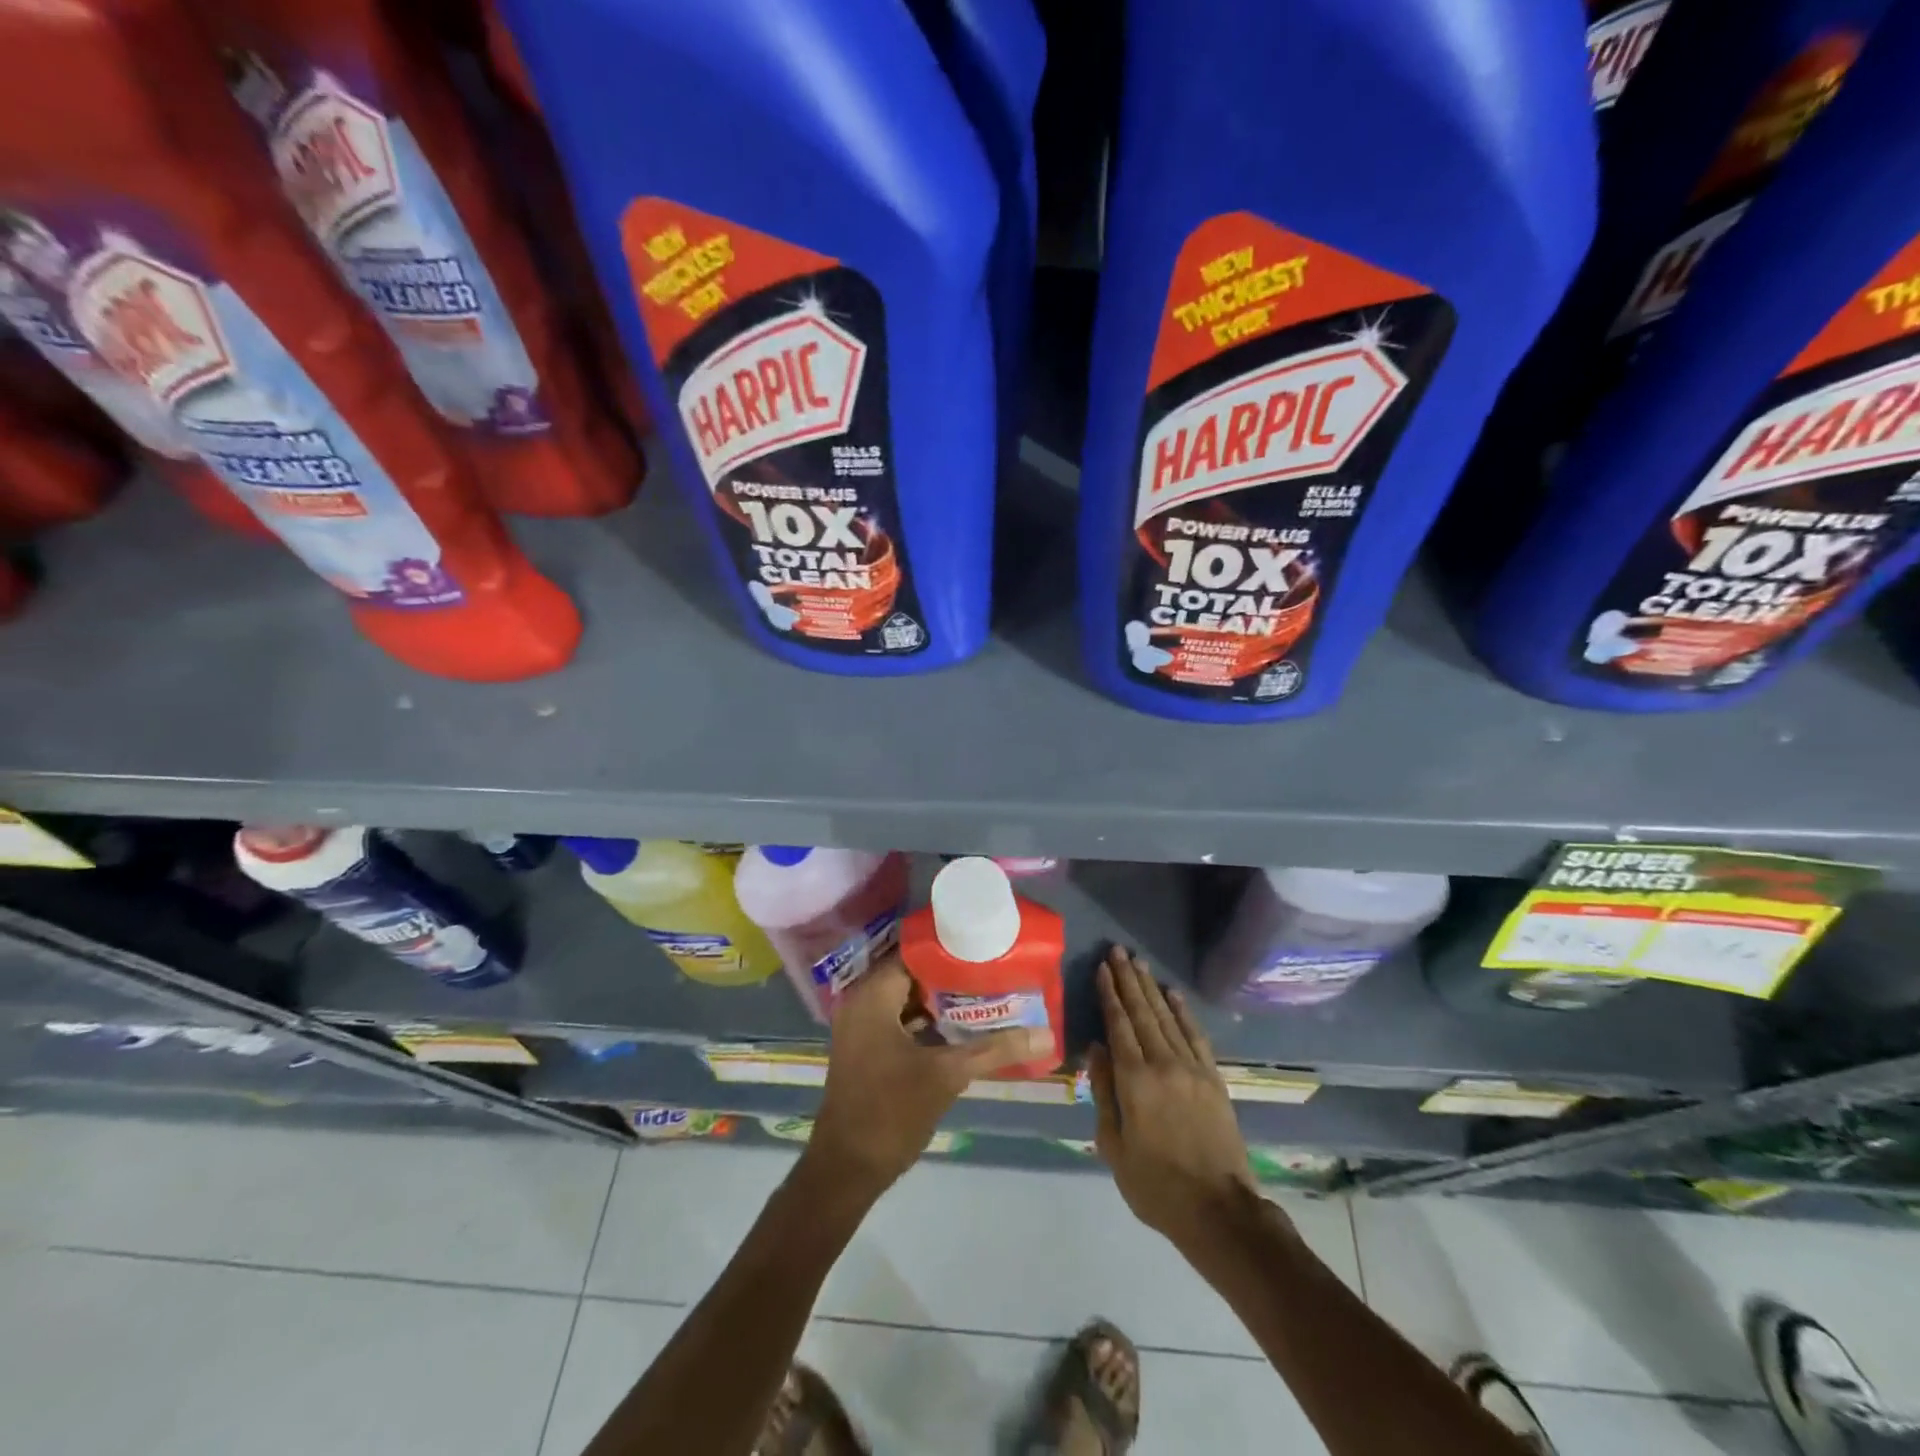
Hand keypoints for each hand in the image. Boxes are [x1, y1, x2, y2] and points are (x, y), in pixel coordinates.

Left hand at [807, 954, 1052, 1197]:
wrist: (846, 1170)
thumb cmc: (891, 1112)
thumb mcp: (947, 1076)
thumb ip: (994, 1049)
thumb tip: (1046, 1035)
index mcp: (873, 997)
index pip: (913, 953)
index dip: (949, 949)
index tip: (985, 946)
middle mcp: (862, 1003)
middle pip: (912, 975)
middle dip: (951, 973)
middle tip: (992, 969)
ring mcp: (862, 1028)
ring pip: (907, 999)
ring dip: (941, 998)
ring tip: (986, 992)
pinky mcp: (867, 1049)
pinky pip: (900, 1020)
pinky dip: (928, 1020)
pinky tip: (962, 1026)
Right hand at [1090, 946, 1257, 1245]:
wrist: (1218, 1210)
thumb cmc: (1156, 1185)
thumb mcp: (1114, 1146)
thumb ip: (1103, 1093)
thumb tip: (1096, 1050)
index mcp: (1134, 1081)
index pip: (1118, 1026)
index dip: (1109, 995)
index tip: (1101, 968)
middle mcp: (1163, 1064)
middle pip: (1142, 1013)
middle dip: (1128, 980)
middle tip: (1118, 951)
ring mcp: (1192, 1069)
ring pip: (1167, 1018)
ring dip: (1151, 988)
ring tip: (1138, 963)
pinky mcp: (1213, 1079)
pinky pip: (1195, 1035)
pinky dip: (1183, 1011)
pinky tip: (1173, 994)